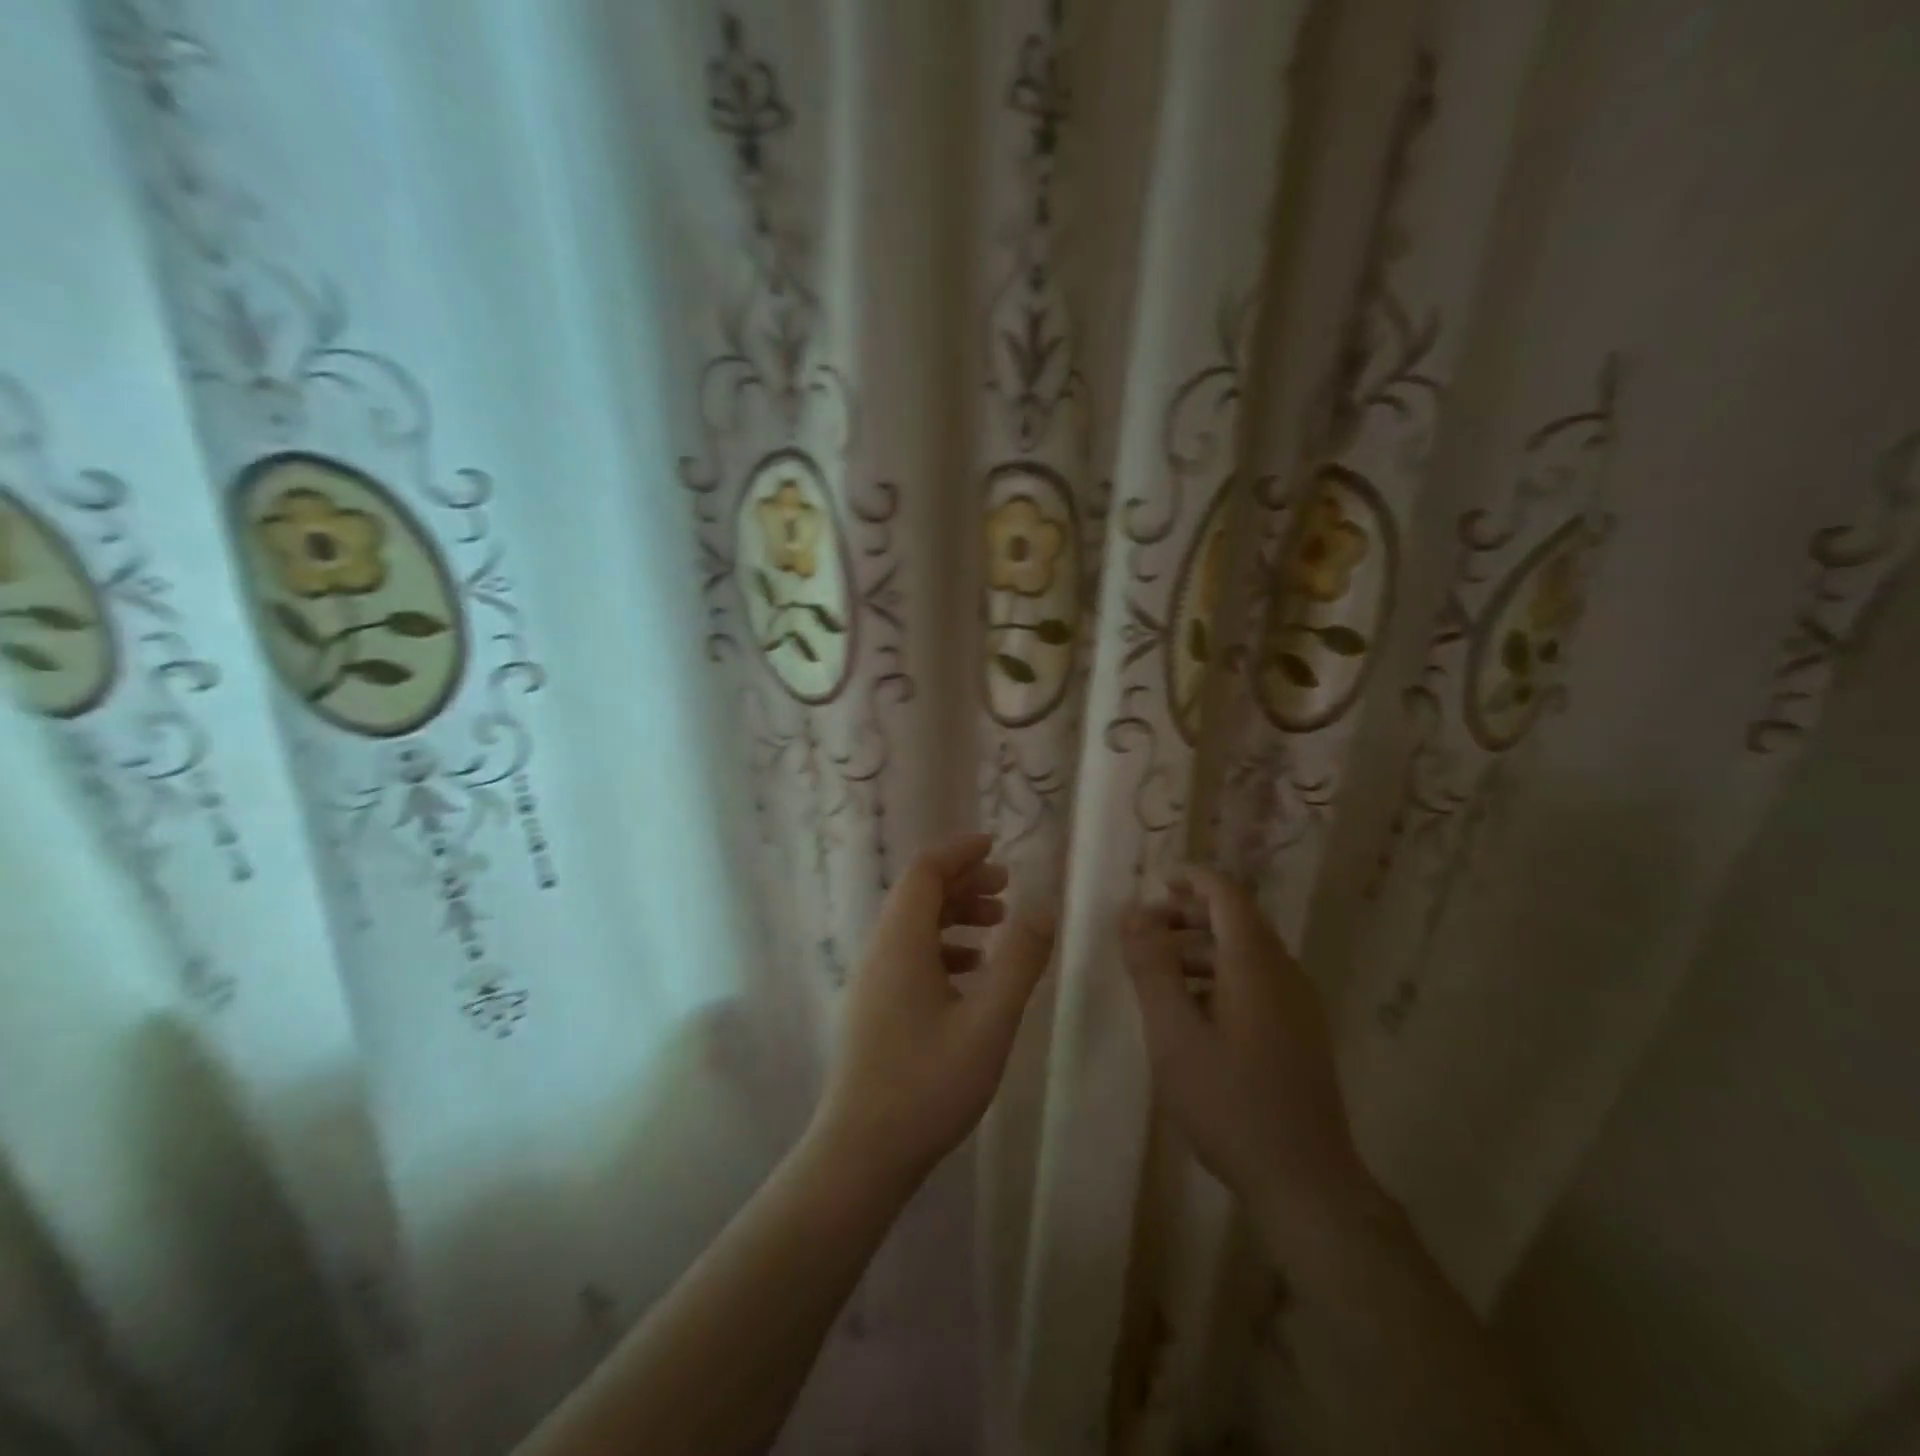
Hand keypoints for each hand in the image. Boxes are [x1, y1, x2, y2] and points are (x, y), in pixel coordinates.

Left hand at [811, 833, 1054, 1190]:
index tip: (996, 846)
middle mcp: (879, 951)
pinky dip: (942, 947)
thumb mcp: (989, 1021)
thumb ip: (1020, 960)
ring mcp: (871, 981)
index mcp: (901, 942)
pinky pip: (908, 955)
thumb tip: (1044, 906)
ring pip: (913, 926)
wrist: (861, 1154)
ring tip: (997, 924)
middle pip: (918, 894)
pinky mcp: (872, 1008)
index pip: (925, 871)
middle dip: (962, 881)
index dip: (960, 851)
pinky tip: (972, 972)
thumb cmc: (928, 1084)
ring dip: (954, 914)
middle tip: (1006, 887)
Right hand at [1122, 867, 1378, 1241]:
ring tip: (1157, 970)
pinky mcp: (1299, 1034)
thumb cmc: (1230, 1103)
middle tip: (1143, 930)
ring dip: (1200, 948)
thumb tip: (1133, 914)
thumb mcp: (1174, 1034)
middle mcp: (1283, 974)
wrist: (1306, 1183)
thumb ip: (1152, 969)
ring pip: (1245, 953)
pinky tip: (1189, 1011)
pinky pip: (1255, 982)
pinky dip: (1218, 976)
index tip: (1156, 880)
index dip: (1193, 878)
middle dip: (1188, 915)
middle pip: (1237, 921)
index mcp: (1255, 965)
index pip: (1227, 895)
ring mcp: (1297, 1006)